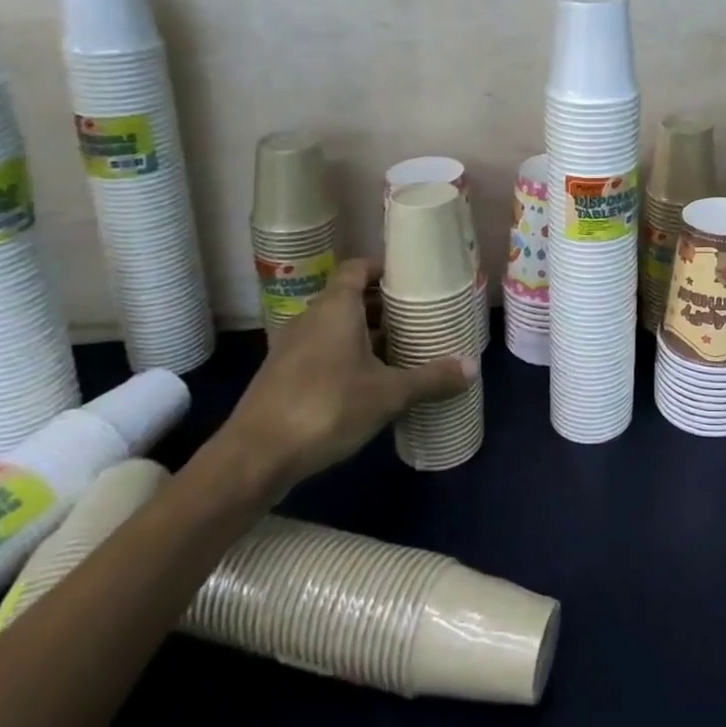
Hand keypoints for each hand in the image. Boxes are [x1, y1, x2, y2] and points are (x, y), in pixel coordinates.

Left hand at [217, 258, 477, 494]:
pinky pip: (322, 351)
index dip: (383, 268)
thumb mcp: (388, 394)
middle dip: (382, 305)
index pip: (358, 268)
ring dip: (365, 334)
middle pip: (349, 298)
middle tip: (417, 316)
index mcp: (335, 307)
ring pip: (335, 327)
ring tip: (400, 348)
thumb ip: (430, 379)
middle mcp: (311, 318)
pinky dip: (346, 356)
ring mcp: (292, 348)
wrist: (253, 458)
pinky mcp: (282, 376)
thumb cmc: (325, 407)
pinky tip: (369, 382)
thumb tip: (472, 367)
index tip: (411, 278)